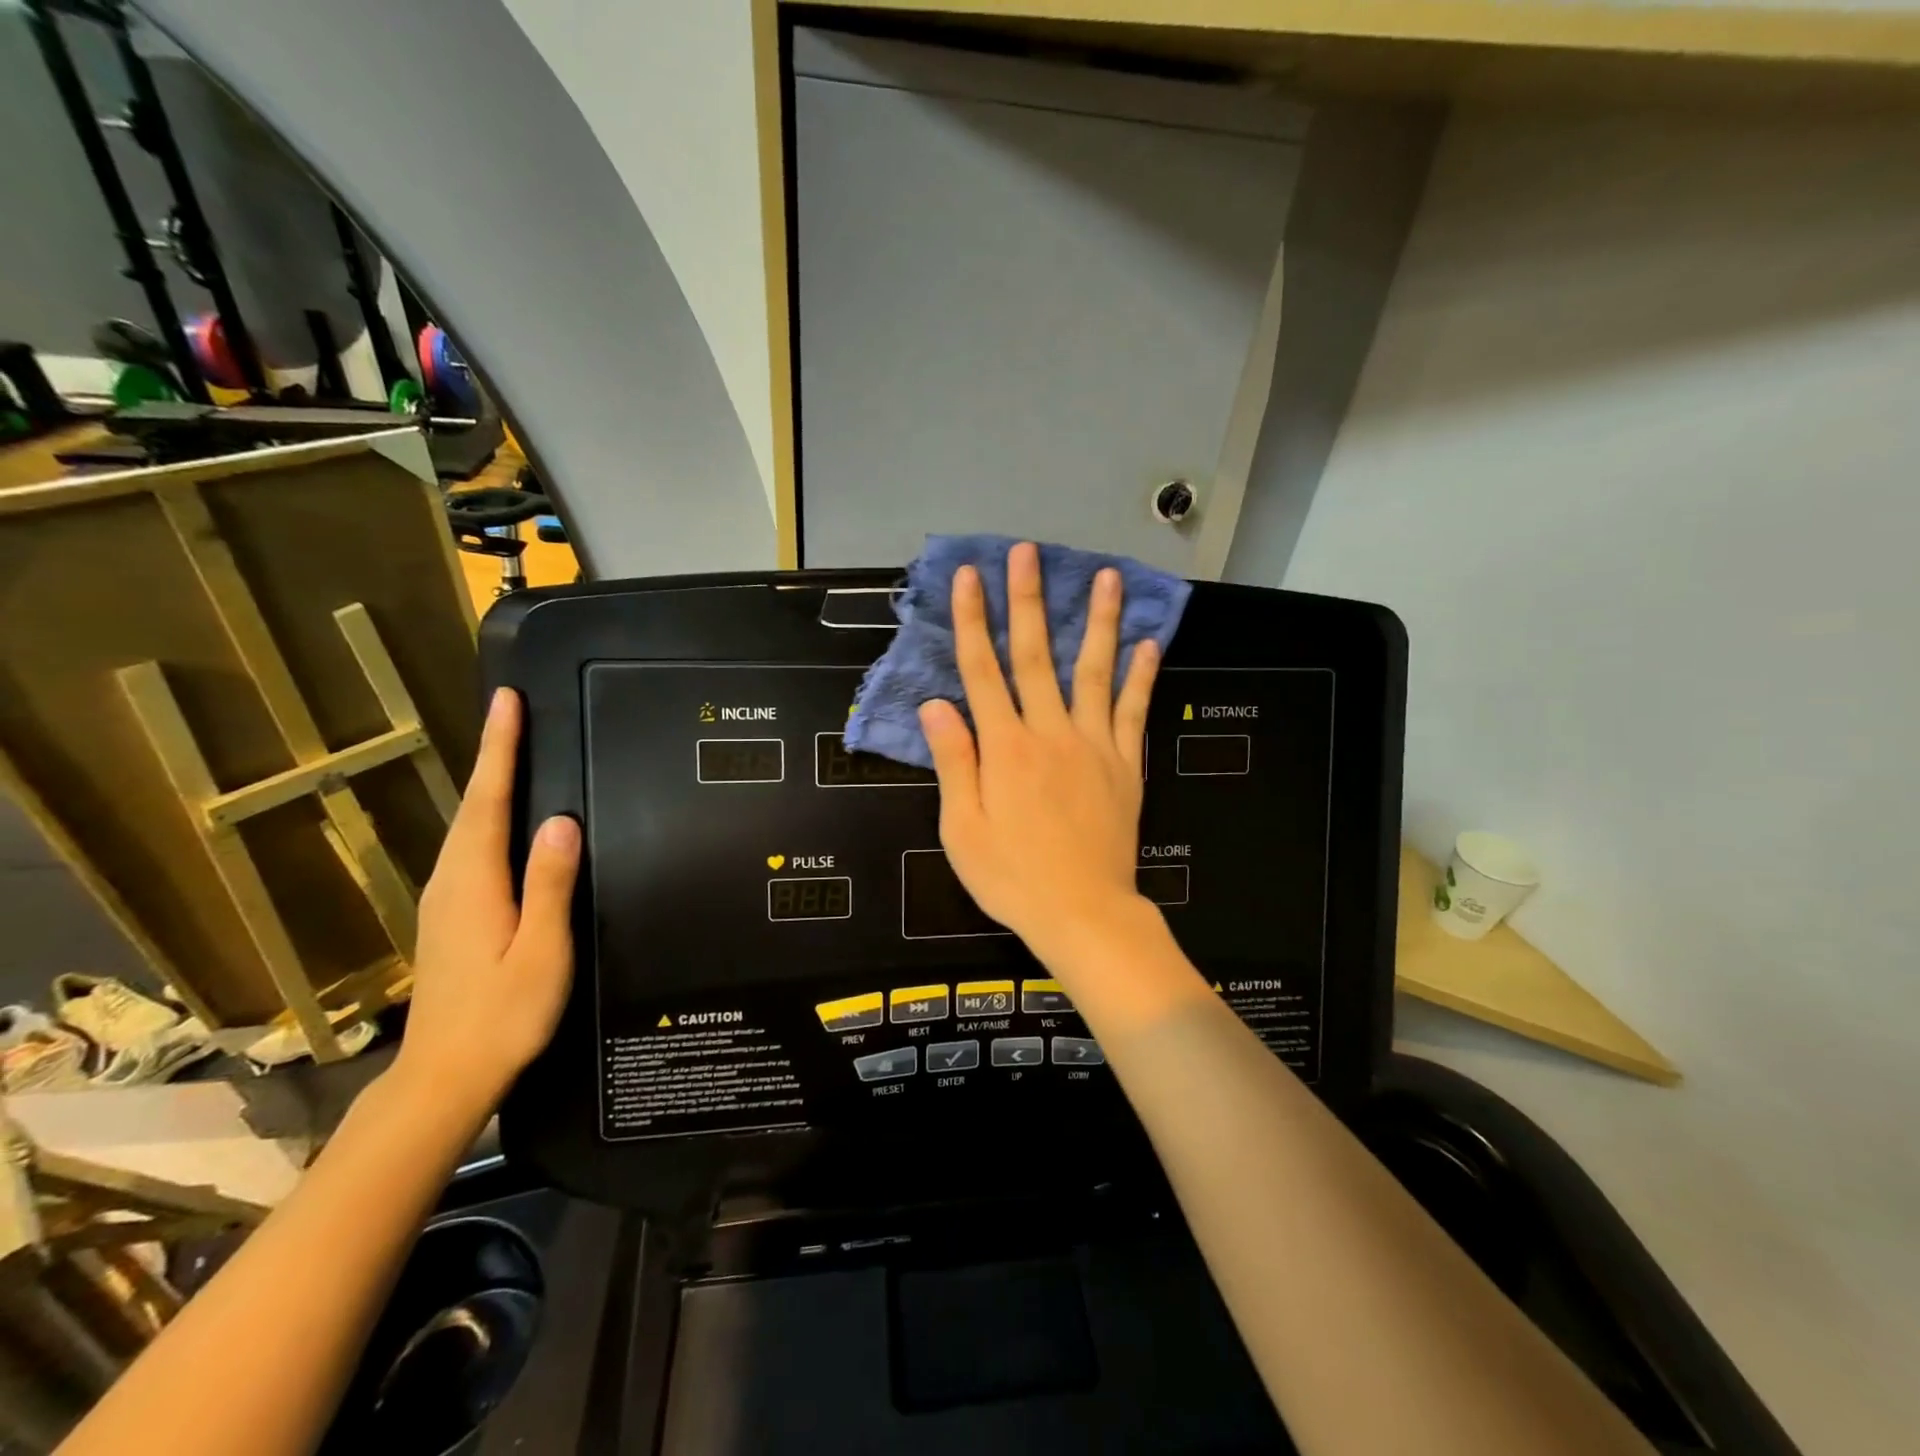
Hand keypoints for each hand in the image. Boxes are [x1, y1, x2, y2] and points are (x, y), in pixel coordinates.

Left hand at [393, 687, 579, 1118]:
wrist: (444, 1077)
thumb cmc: (502, 1016)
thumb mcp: (540, 951)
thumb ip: (550, 885)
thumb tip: (562, 821)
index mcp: (475, 882)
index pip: (489, 800)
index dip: (499, 749)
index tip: (507, 702)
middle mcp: (451, 881)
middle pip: (473, 805)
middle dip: (493, 755)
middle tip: (514, 712)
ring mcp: (445, 900)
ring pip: (469, 826)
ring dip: (490, 784)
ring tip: (513, 751)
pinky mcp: (450, 916)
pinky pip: (470, 848)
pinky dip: (487, 818)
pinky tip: (504, 820)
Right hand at [918, 542, 1159, 956]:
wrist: (1084, 912)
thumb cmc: (1013, 876)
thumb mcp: (962, 829)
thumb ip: (954, 762)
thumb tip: (937, 705)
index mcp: (1005, 749)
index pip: (982, 672)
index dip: (972, 621)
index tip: (968, 577)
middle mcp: (1050, 733)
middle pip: (1036, 656)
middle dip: (1028, 601)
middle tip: (1028, 552)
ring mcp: (1094, 745)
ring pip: (1095, 671)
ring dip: (1099, 621)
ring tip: (1107, 576)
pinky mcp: (1126, 764)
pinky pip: (1134, 712)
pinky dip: (1142, 677)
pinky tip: (1149, 644)